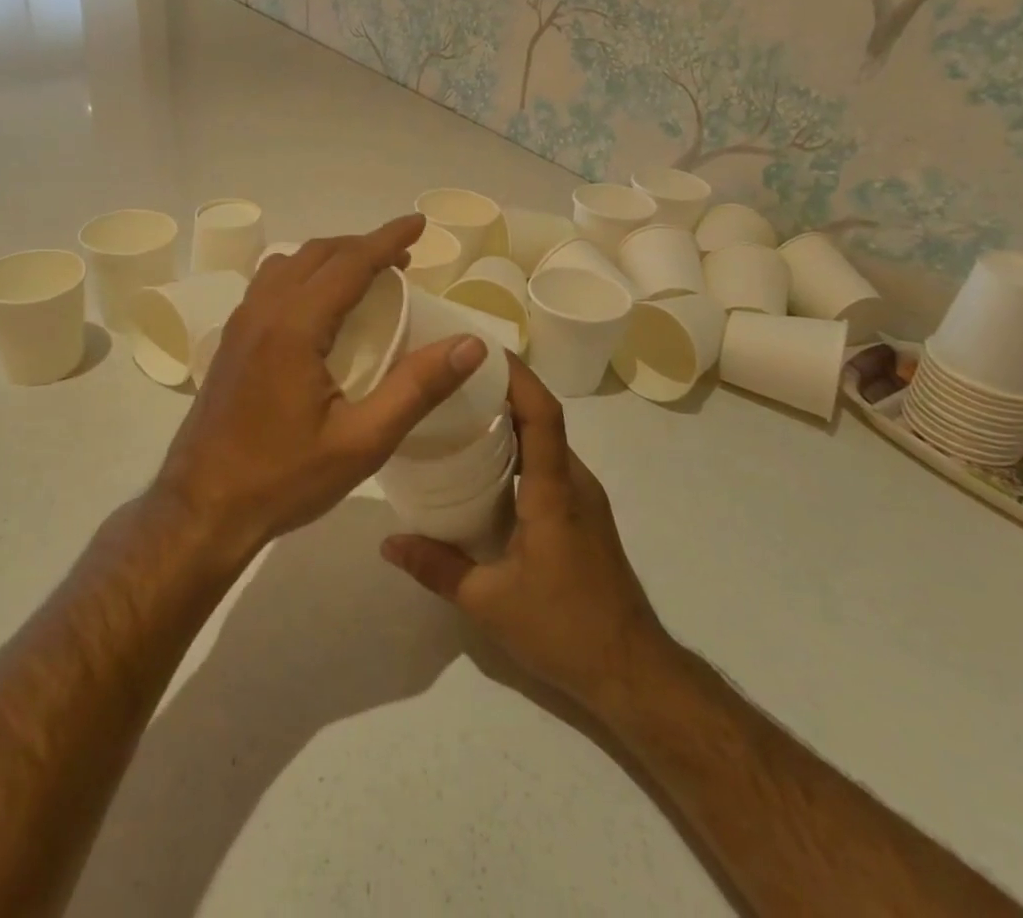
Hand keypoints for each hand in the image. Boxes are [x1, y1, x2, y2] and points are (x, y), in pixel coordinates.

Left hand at [155, 215, 487, 564]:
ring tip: (365, 274)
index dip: (388, 239)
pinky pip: (270, 284)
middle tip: (403, 257)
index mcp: (294, 326)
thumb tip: (470, 344)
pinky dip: (303, 274)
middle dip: (363, 246)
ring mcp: (239, 325)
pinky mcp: (230, 342)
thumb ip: (417, 388)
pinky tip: (319, 307)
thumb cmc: (283, 479)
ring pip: (288, 264)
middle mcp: (263, 311)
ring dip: (330, 257)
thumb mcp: (362, 442)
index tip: (420, 224)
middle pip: (317, 254)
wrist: (199, 510)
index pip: (350, 262)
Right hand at [381, 357, 667, 715]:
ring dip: (511, 419)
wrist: (633, 672)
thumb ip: (437, 568)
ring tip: (462, 412)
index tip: (482, 350)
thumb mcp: (489, 602)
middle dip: (503, 389)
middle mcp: (574, 482)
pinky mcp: (583, 515)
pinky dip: (520, 449)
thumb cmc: (564, 628)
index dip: (517, 376)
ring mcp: (583, 498)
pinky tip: (486, 465)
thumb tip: (389, 542)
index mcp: (554, 491)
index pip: (542, 414)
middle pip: (542, 418)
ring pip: (546, 441)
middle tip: (454, 379)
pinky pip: (549, 464)